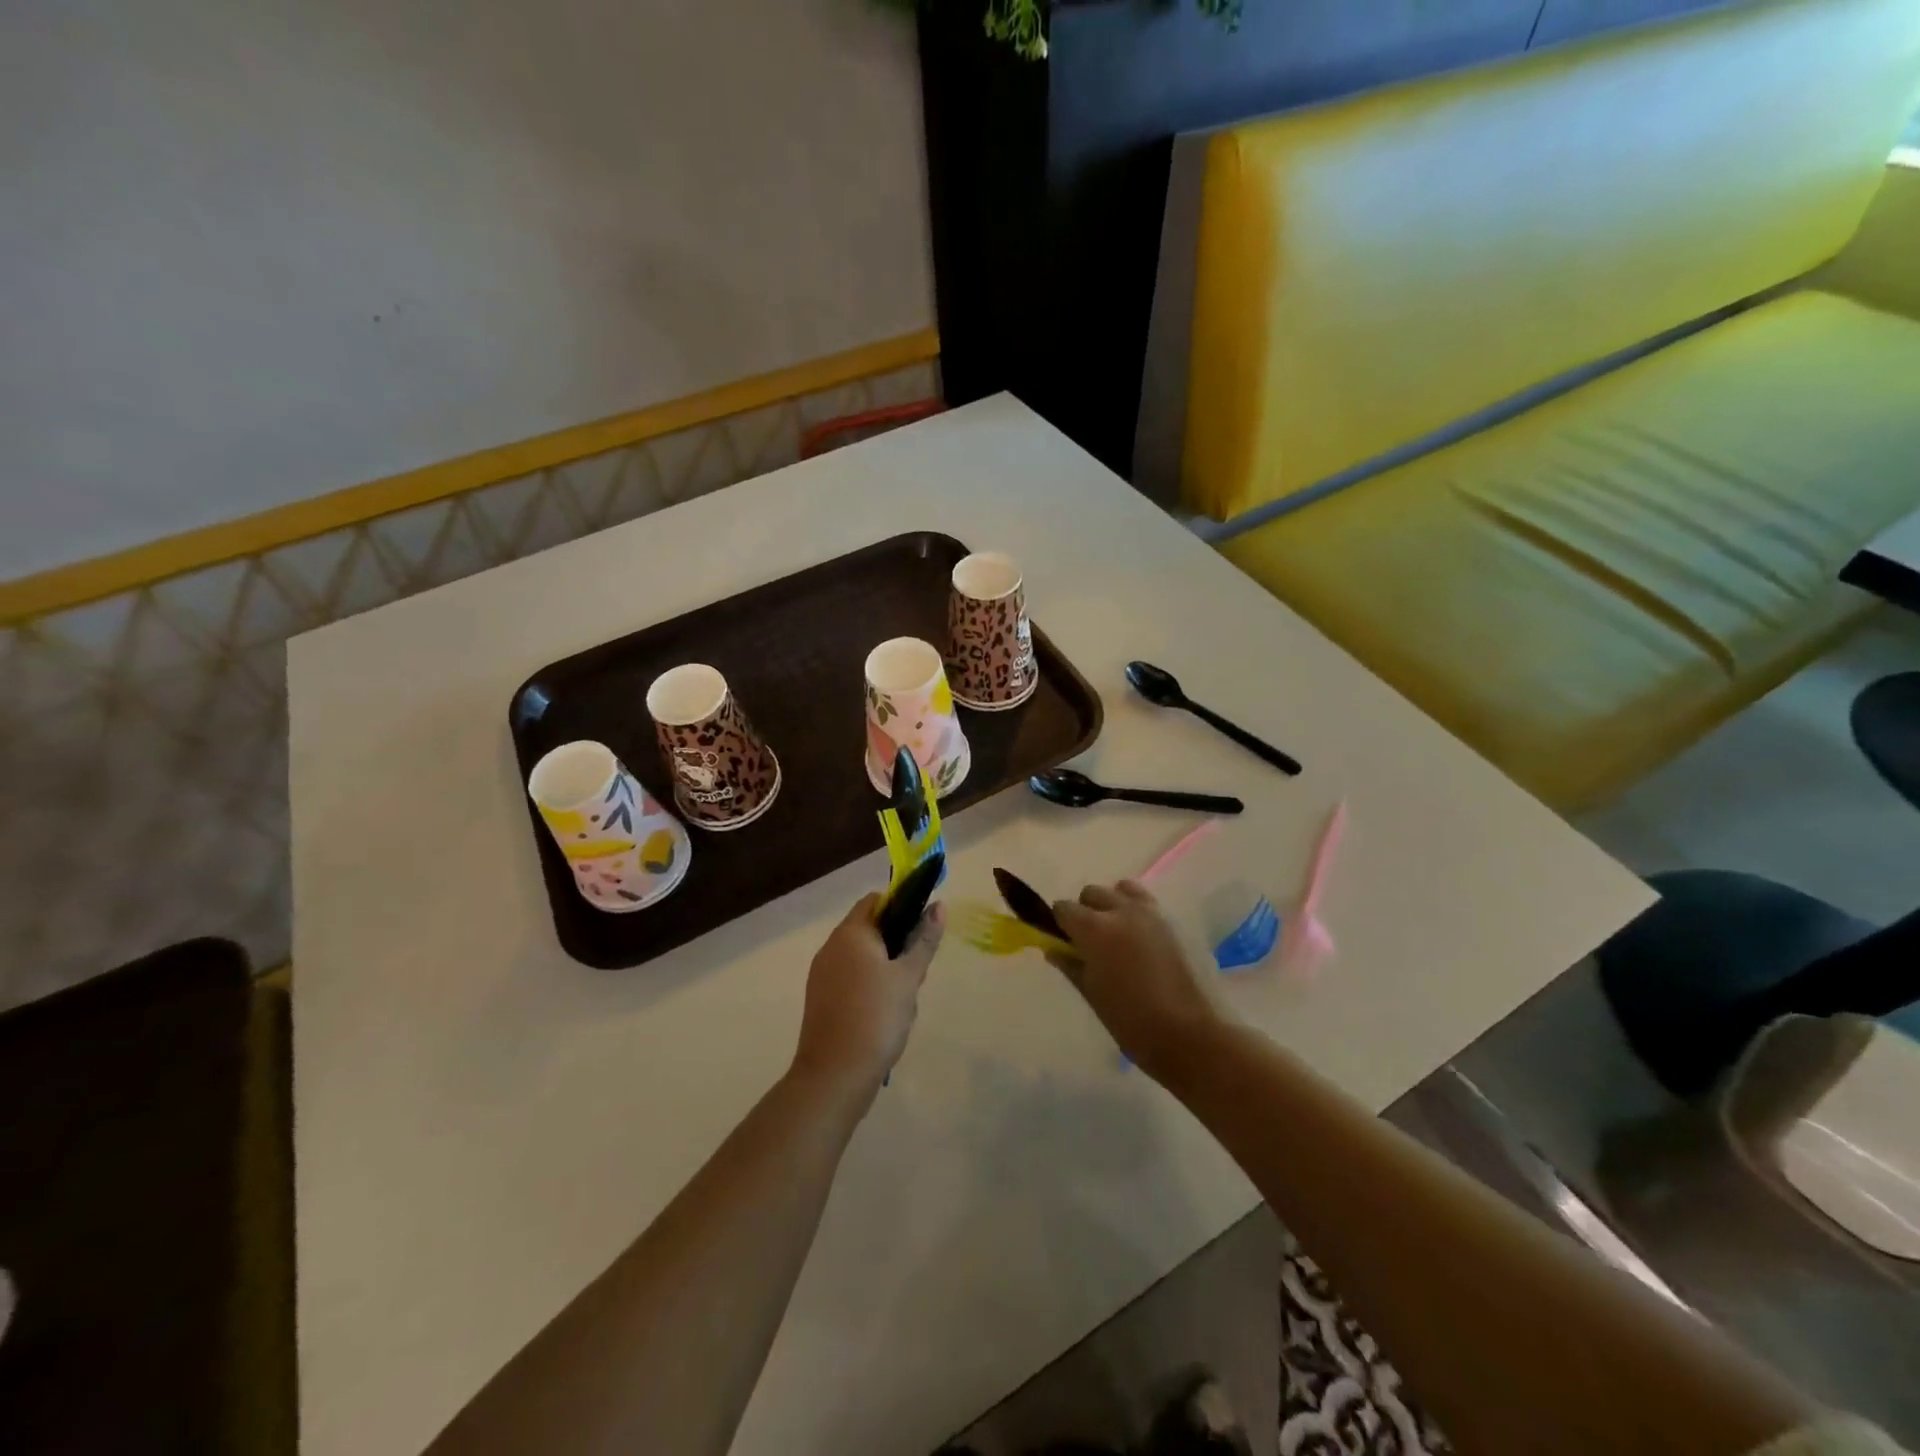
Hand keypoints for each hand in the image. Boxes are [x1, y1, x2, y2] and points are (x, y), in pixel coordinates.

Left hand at [792, 893, 943, 1101]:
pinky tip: (884, 1014)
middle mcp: (831, 947)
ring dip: (885, 968)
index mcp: (850, 933)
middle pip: (869, 929)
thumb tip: (939, 905)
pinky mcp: (820, 999)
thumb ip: (924, 939)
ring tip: (904, 998)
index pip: (875, 901)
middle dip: (897, 944)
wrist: (835, 1075)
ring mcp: (822, 974)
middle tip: (917, 971)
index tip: (922, 929)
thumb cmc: (877, 1017)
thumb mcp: (909, 976)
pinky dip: (869, 986)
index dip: (901, 906)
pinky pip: (850, 979)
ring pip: (861, 958)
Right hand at [1052, 881, 1225, 1081]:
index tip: (1064, 943)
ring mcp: (1154, 913)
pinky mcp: (1177, 921)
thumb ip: (1071, 966)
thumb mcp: (1094, 996)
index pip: (1064, 908)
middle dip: (1085, 911)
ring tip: (1119, 937)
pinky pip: (1148, 904)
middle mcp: (1123, 910)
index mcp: (1096, 929)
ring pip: (1122, 890)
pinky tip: (1144, 945)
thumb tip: (1054, 949)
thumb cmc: (1135, 1023)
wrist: (1196, 1037)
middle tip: (1090, 944)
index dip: (1059, 924)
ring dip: (1114, 905)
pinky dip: (1138, 913)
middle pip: (1092, 893)